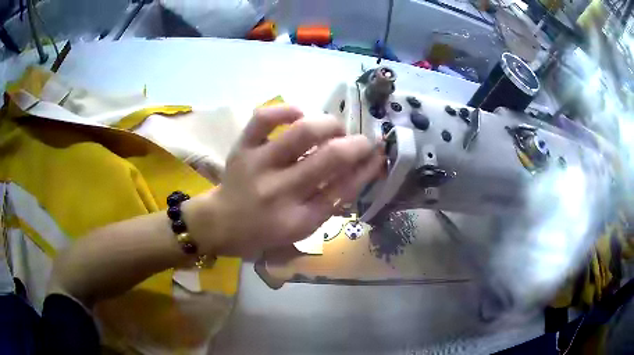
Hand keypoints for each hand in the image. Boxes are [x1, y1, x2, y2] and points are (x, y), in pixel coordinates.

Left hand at [186, 105, 384, 256]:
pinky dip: (286, 110)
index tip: (379, 154)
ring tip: (334, 128)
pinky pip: (263, 118)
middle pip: (331, 158)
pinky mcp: (242, 148)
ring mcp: (258, 165)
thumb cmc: (264, 232)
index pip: (344, 189)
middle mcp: (281, 191)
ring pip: (303, 133)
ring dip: (329, 125)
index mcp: (298, 219)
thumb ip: (330, 204)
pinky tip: (299, 113)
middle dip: (357, 144)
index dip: (367, 168)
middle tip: (362, 141)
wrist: (221, 223)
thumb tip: (359, 171)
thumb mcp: (302, 229)